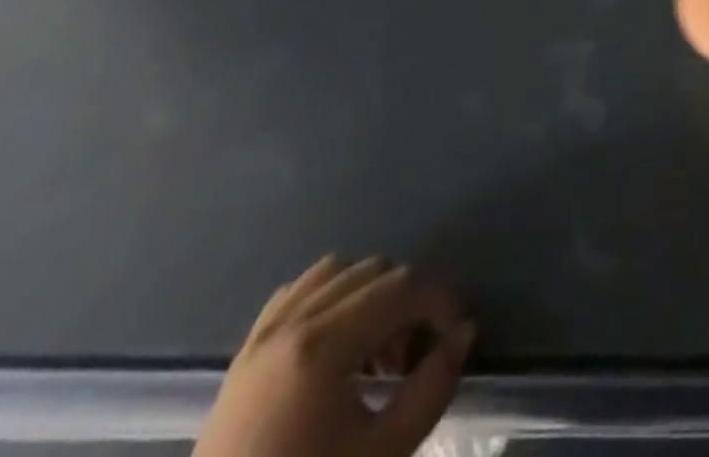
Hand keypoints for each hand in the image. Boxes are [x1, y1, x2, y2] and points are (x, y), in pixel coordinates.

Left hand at [193, 256, 473, 456]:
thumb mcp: (381, 455)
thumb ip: (432, 389)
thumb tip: (463, 333)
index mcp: (322, 344)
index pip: (404, 287)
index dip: (441, 304)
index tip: (453, 341)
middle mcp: (293, 321)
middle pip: (376, 271)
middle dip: (408, 303)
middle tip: (413, 359)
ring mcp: (263, 334)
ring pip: (338, 271)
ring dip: (371, 294)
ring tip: (376, 348)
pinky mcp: (245, 352)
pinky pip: (299, 291)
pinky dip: (330, 296)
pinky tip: (338, 339)